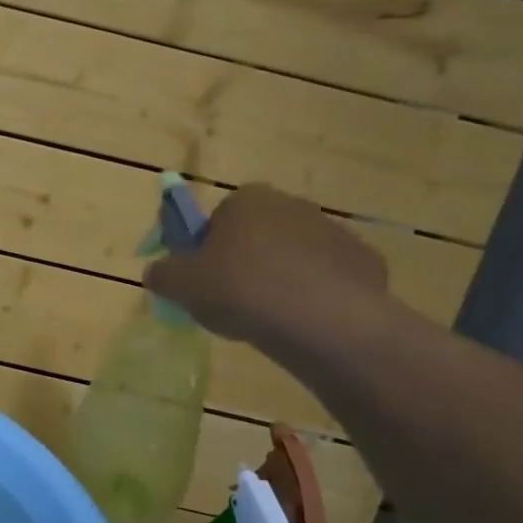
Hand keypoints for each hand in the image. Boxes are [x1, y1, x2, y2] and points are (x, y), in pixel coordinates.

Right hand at [145, 185, 389, 349]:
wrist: (321, 320)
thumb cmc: (241, 290)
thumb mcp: (181, 285)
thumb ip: (162, 274)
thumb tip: (157, 272)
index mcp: (246, 200)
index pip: (217, 219)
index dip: (206, 250)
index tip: (202, 280)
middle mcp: (292, 204)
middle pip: (258, 234)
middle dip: (245, 262)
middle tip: (232, 301)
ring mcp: (334, 232)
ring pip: (294, 257)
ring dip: (280, 279)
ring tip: (268, 318)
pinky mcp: (364, 262)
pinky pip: (327, 279)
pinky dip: (315, 296)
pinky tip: (304, 322)